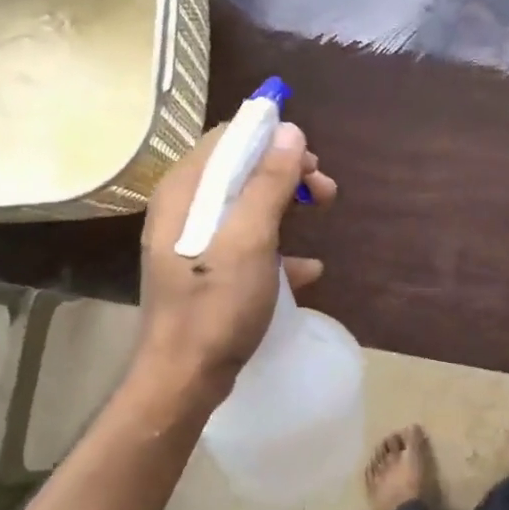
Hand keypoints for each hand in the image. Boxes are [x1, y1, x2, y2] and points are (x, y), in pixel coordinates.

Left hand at [134, 121, 336, 405]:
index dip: (271, 139)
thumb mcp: (249, 240)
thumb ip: (268, 183)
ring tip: (322, 214)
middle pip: (240, 170)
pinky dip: (279, 249)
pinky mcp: (208, 272)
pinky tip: (307, 270)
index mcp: (185, 191)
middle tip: (323, 190)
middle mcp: (185, 209)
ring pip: (247, 206)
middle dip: (286, 173)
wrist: (185, 378)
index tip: (309, 158)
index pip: (227, 139)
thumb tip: (289, 131)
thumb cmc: (215, 305)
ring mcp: (195, 243)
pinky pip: (248, 245)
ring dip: (287, 205)